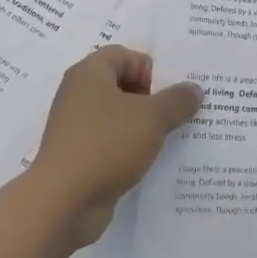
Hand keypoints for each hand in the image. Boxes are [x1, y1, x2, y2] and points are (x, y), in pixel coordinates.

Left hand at [27, 45, 200, 246]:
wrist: (63, 203)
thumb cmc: (107, 144)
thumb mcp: (152, 118)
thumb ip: (177, 100)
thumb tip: (194, 89)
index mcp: (90, 73)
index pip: (124, 55)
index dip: (150, 69)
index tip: (170, 93)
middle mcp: (78, 94)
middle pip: (121, 84)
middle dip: (152, 98)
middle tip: (178, 113)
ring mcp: (76, 127)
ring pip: (118, 116)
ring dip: (143, 125)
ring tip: (170, 138)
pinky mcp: (78, 155)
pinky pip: (110, 142)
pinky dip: (129, 148)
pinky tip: (149, 162)